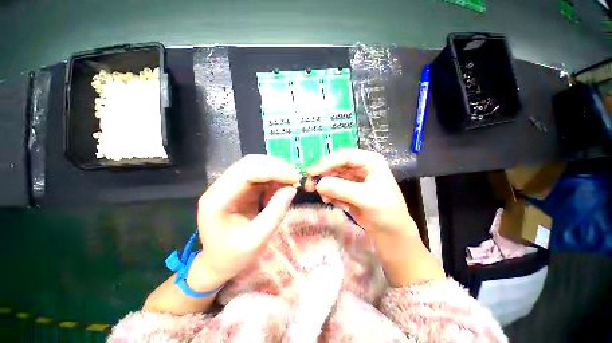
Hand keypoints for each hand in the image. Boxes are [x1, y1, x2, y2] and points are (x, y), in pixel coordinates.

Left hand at [188, 155, 300, 290]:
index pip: (246, 172)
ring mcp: (229, 185)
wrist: (218, 263)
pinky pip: (259, 175)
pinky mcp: (239, 188)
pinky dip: (273, 178)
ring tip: (291, 182)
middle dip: (276, 167)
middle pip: (250, 163)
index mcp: (217, 200)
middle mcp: (219, 187)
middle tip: (296, 177)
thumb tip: (292, 188)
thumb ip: (275, 213)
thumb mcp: (257, 240)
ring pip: (256, 166)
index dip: (273, 170)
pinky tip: (280, 188)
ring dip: (276, 171)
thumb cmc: (233, 257)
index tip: (295, 177)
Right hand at [306, 148, 416, 239]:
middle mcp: (359, 166)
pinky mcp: (346, 188)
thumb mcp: (366, 199)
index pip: (344, 155)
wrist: (390, 232)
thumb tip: (318, 184)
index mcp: (369, 161)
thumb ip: (342, 189)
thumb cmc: (386, 212)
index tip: (312, 172)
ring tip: (328, 200)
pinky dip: (330, 195)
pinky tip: (338, 204)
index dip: (327, 162)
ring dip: (326, 187)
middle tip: (309, 186)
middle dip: (322, 175)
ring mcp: (352, 177)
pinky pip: (332, 187)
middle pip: (335, 164)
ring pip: (331, 176)